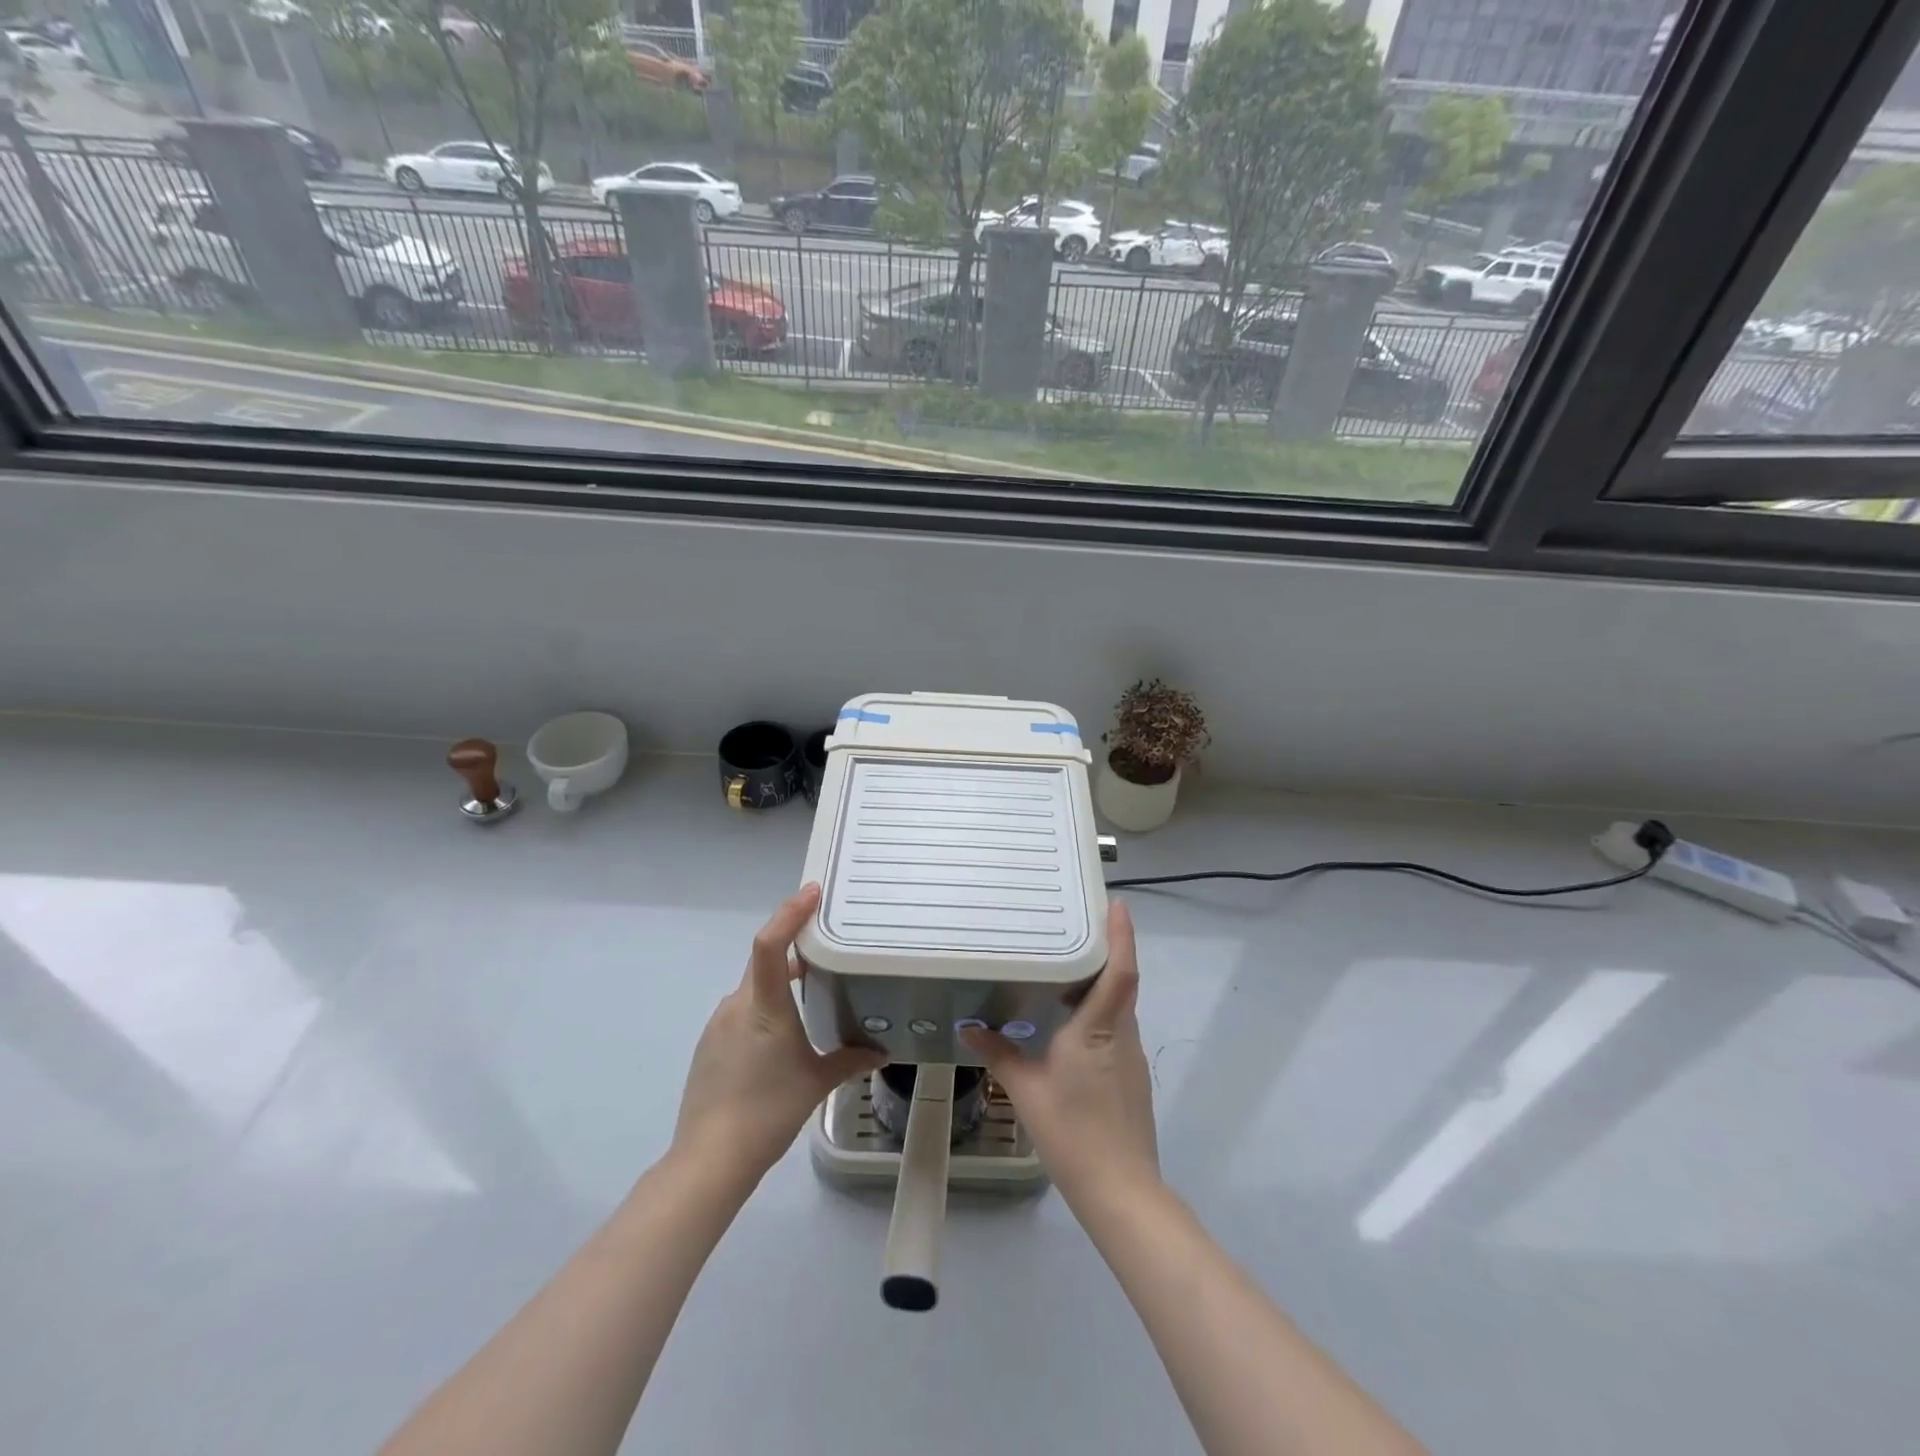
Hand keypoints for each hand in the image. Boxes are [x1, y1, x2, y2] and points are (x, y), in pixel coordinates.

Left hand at [672, 884, 883, 1186]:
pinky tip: (780, 1037)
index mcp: (764, 1006)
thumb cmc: (769, 1111)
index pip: (770, 944)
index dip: (789, 913)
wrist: (710, 1159)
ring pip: (754, 989)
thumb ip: (850, 1060)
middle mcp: (737, 1005)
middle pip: (765, 961)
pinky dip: (764, 1009)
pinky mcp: (710, 1045)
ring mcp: (719, 1024)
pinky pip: (742, 1011)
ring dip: (780, 983)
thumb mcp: (817, 1083)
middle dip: (793, 947)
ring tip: (811, 993)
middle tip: (826, 942)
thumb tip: (882, 1051)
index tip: (812, 893)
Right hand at [962, 900, 1158, 1205]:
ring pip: (1118, 1007)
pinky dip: (1097, 1013)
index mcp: (1100, 1028)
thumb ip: (999, 1054)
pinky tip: (1069, 1023)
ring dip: (1098, 984)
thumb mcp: (1026, 1090)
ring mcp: (1131, 1056)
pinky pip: (1115, 1029)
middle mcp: (1123, 1034)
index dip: (1122, 935)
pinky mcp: (1131, 1076)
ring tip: (1064, 968)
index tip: (1117, 903)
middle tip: (1073, 926)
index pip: (1120, 971)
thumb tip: (970, 1028)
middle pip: (1120, 982)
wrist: (1121, 1192)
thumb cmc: (1073, 1133)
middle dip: (1103, 951)